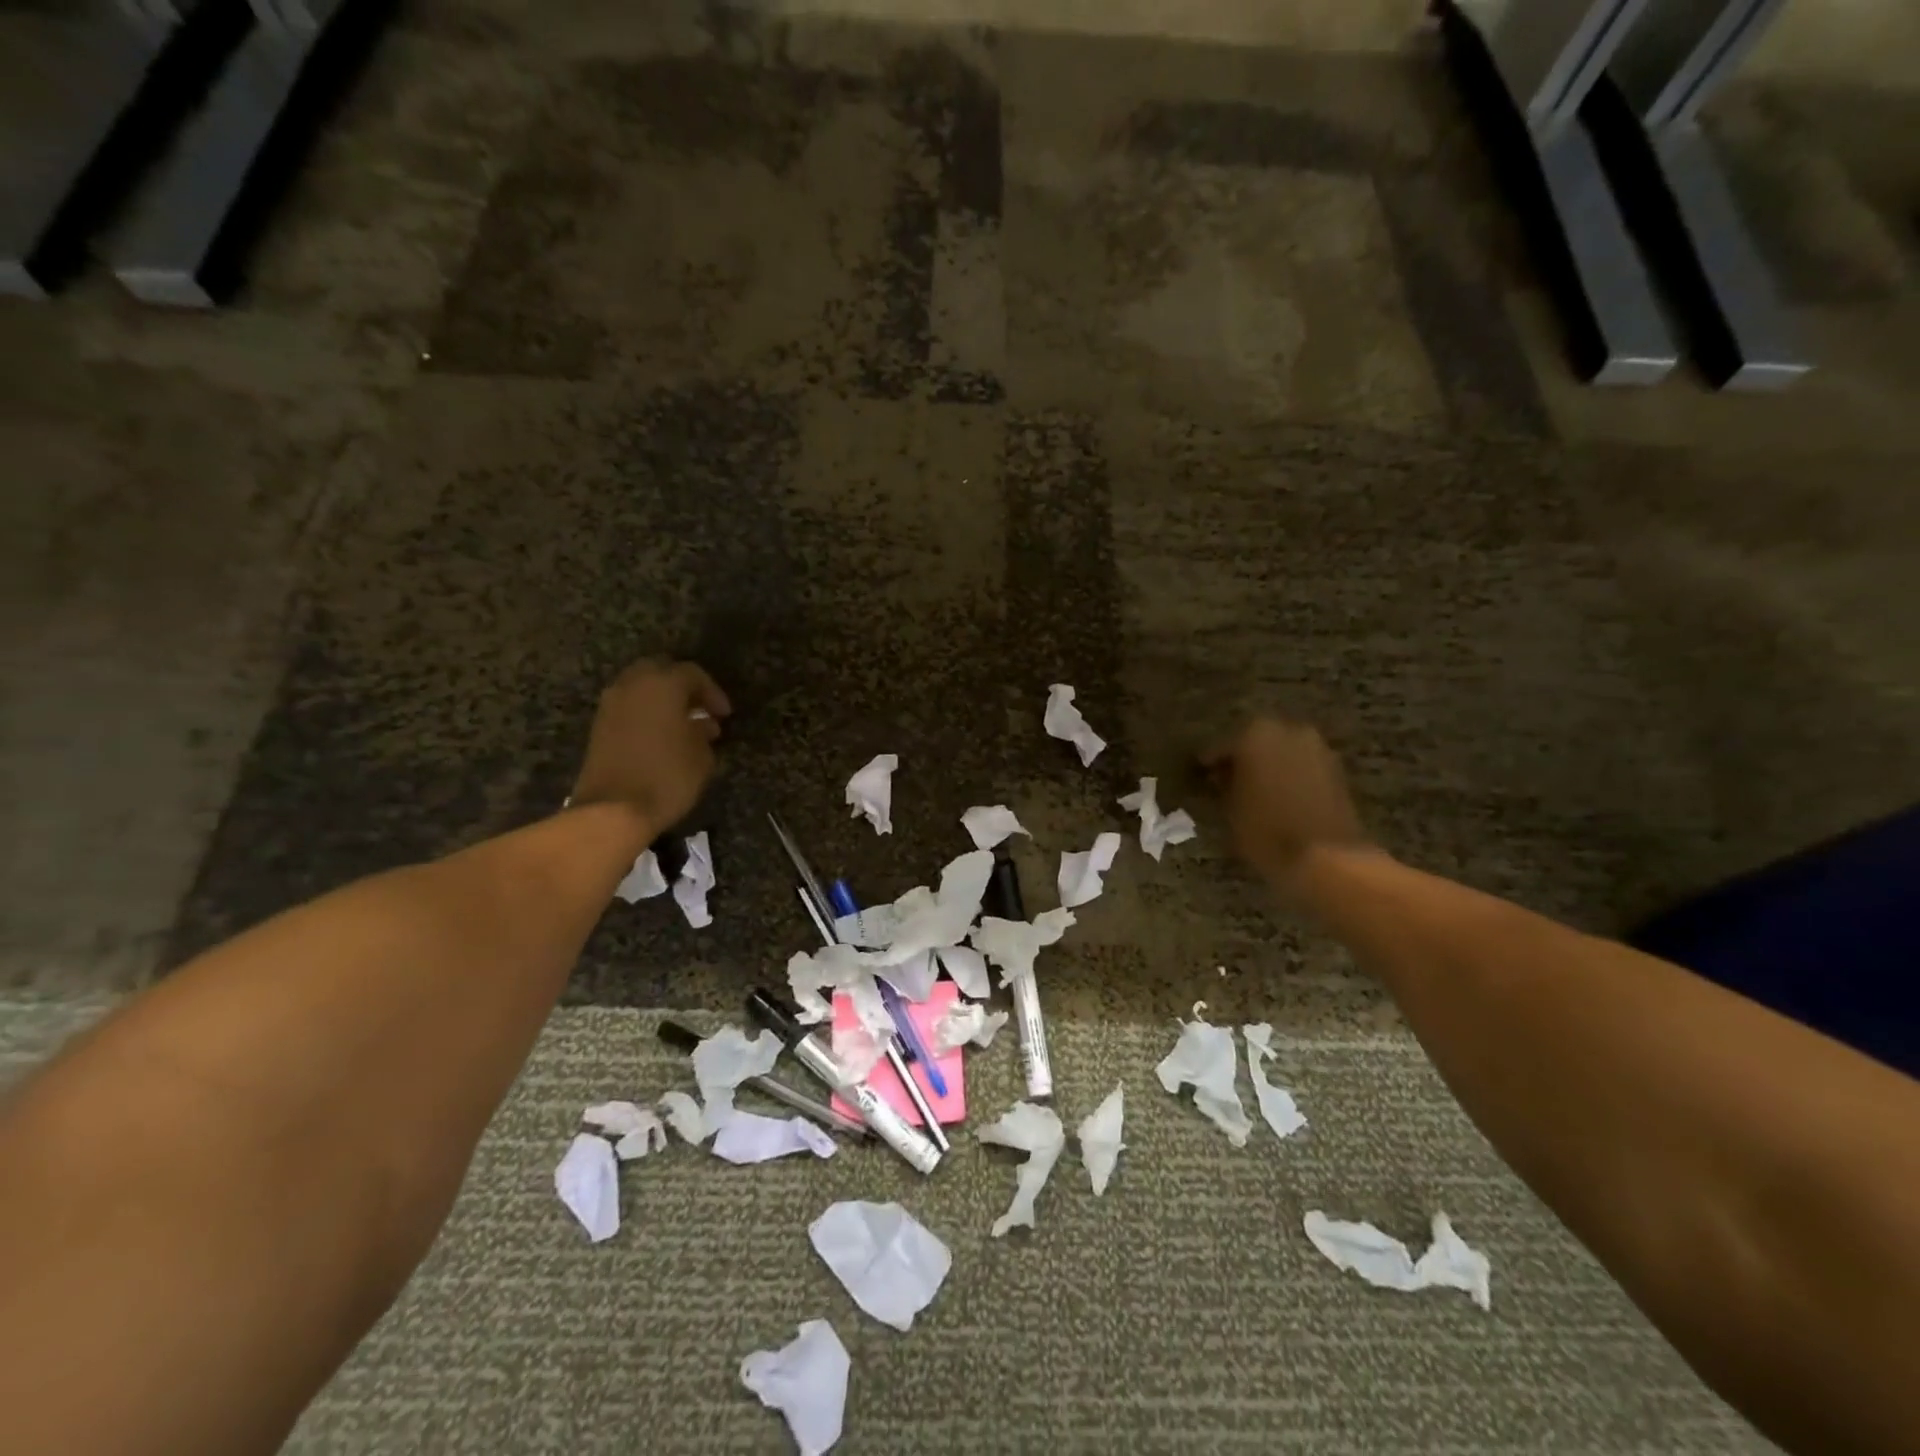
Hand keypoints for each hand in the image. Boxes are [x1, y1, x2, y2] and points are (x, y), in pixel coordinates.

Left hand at [570, 661, 731, 832]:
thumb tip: (702, 725)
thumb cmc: (667, 777)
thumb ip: (704, 732)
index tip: (725, 715)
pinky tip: (661, 737)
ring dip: (662, 701)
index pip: (692, 674)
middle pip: (661, 671)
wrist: (613, 809)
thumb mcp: (702, 756)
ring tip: (683, 726)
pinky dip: (645, 714)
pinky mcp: (599, 726)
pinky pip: (628, 707)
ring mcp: (611, 705)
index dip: (713, 692)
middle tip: (701, 710)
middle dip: (683, 688)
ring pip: (641, 688)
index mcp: (663, 685)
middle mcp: (633, 685)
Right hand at [1200, 717, 1372, 898]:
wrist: (1325, 855)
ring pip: (1282, 752)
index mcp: (1255, 734)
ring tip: (1254, 789)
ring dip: (1269, 765)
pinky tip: (1278, 794)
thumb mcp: (1229, 809)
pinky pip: (1302, 766)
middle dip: (1243, 759)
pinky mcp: (1336, 769)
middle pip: (1256, 741)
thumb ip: (1224, 785)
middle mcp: (1288, 731)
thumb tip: (1222, 776)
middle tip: (1227, 779)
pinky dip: (1289, 775)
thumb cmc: (1266, 829)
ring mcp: (1317, 748)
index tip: (1200, 773)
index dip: (1210, 762)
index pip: (1221, 745)